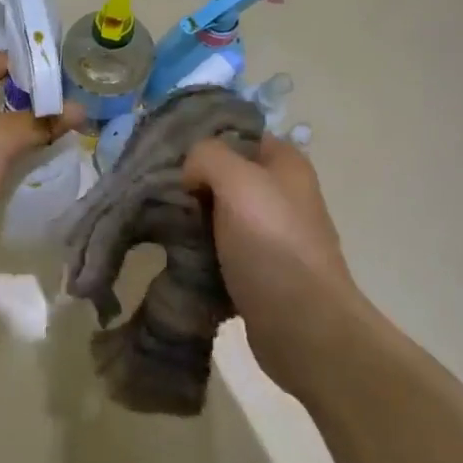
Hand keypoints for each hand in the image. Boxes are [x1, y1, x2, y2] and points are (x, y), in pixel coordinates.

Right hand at [182, 135, 358, 377]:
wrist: (303, 326)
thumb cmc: (272, 244)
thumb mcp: (237, 181)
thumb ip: (207, 157)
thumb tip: (191, 174)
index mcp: (286, 164)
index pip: (237, 135)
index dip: (203, 141)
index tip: (169, 157)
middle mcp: (282, 193)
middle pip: (224, 174)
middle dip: (191, 182)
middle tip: (160, 194)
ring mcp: (271, 233)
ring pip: (218, 212)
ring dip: (191, 219)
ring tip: (162, 224)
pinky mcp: (258, 269)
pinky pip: (219, 248)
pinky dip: (199, 250)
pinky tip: (177, 254)